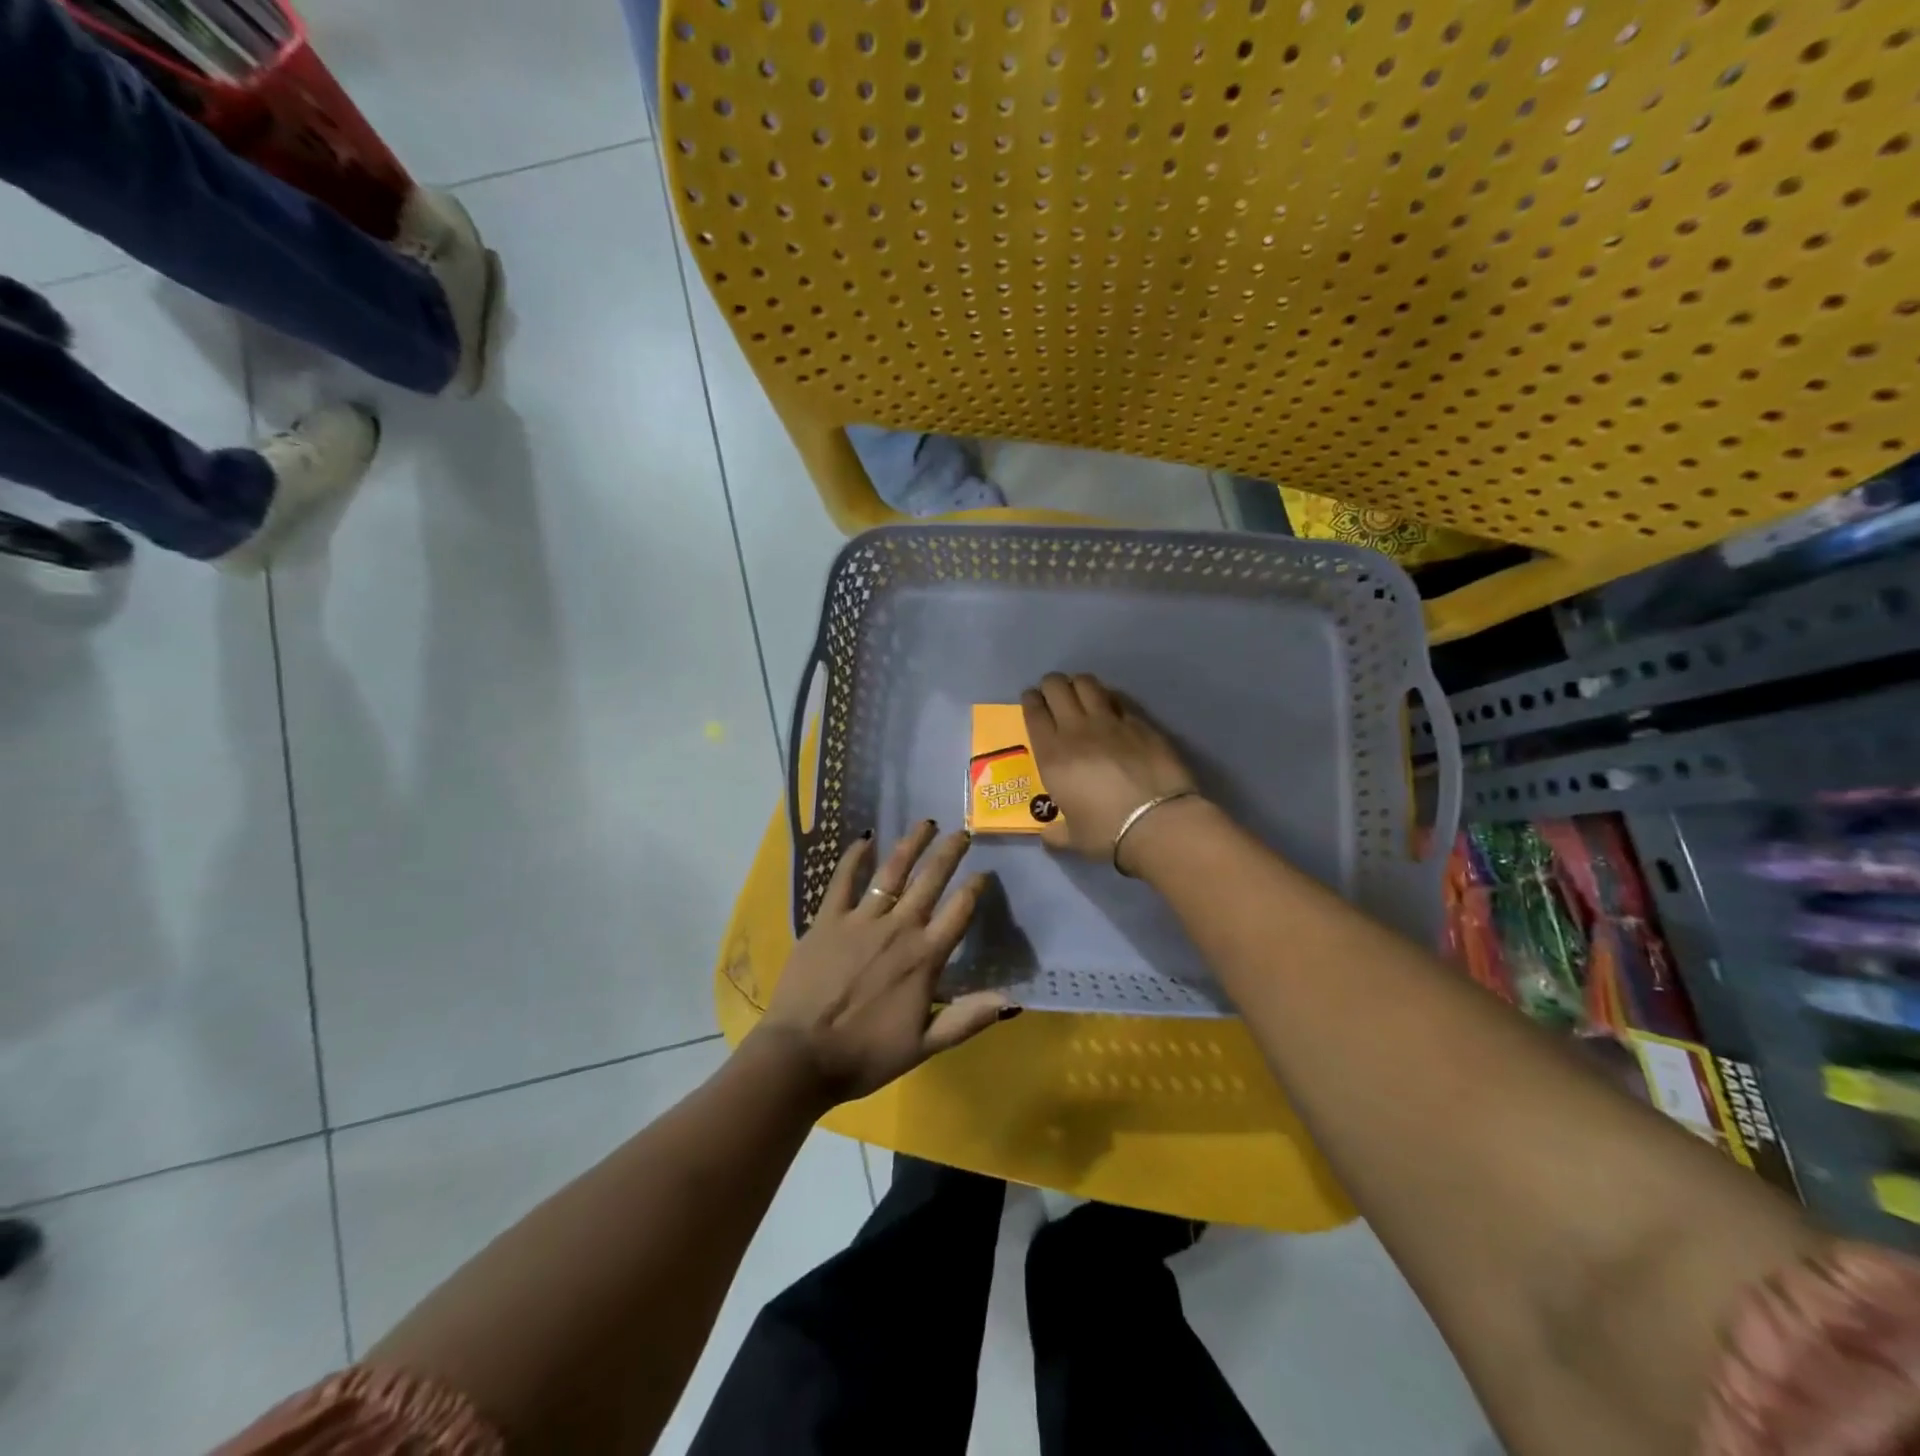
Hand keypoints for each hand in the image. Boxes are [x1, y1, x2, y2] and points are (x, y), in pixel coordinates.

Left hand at [750, 822, 1013, 1105]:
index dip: (975, 889)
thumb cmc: (865, 1055)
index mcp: (924, 958)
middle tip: (963, 831)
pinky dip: (855, 857)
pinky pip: (843, 880)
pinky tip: (865, 838)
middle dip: (950, 853)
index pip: (959, 912)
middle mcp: (898, 929)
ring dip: (912, 844)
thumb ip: (967, 1019)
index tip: (984, 873)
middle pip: (930, 881)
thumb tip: (1012, 1001)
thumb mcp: (924, 1046)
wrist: (801, 1056)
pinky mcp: (828, 919)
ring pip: (892, 871)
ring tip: (927, 823)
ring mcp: (861, 920)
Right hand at [1021, 673, 1200, 870]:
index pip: (1034, 712)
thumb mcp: (1073, 838)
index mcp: (1052, 755)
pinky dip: (1109, 698)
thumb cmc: (1107, 832)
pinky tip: (1111, 707)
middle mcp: (1076, 730)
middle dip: (1051, 685)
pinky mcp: (1139, 722)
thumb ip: (1056, 834)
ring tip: (1080, 693)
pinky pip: (1117, 699)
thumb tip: (1048, 836)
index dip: (1030, 700)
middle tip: (1053, 694)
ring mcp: (1109, 722)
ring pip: (1087, 683)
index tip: (1031, 699)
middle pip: (1057, 687)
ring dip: (1078, 684)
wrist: (1156, 822)